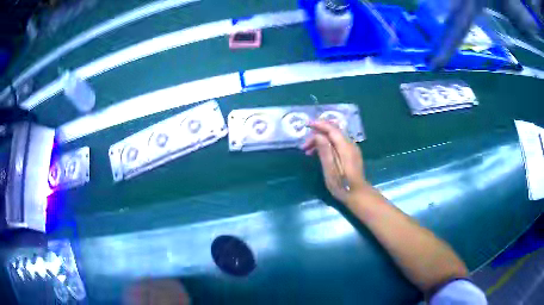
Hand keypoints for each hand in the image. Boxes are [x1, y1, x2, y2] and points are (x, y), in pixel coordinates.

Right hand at [301, 120, 369, 204]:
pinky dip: (327, 144)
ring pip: (335, 137)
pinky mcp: (351, 154)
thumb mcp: (330, 169)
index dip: (319, 125)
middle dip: (318, 134)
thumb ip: (325, 151)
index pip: (331, 129)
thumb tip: (318, 135)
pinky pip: (338, 143)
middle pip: (333, 131)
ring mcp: (352, 149)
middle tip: (305, 146)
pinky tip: (320, 153)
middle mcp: (350, 144)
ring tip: (309, 151)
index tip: (306, 125)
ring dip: (321, 140)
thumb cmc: (342, 185)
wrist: (358, 195)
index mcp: (345, 147)